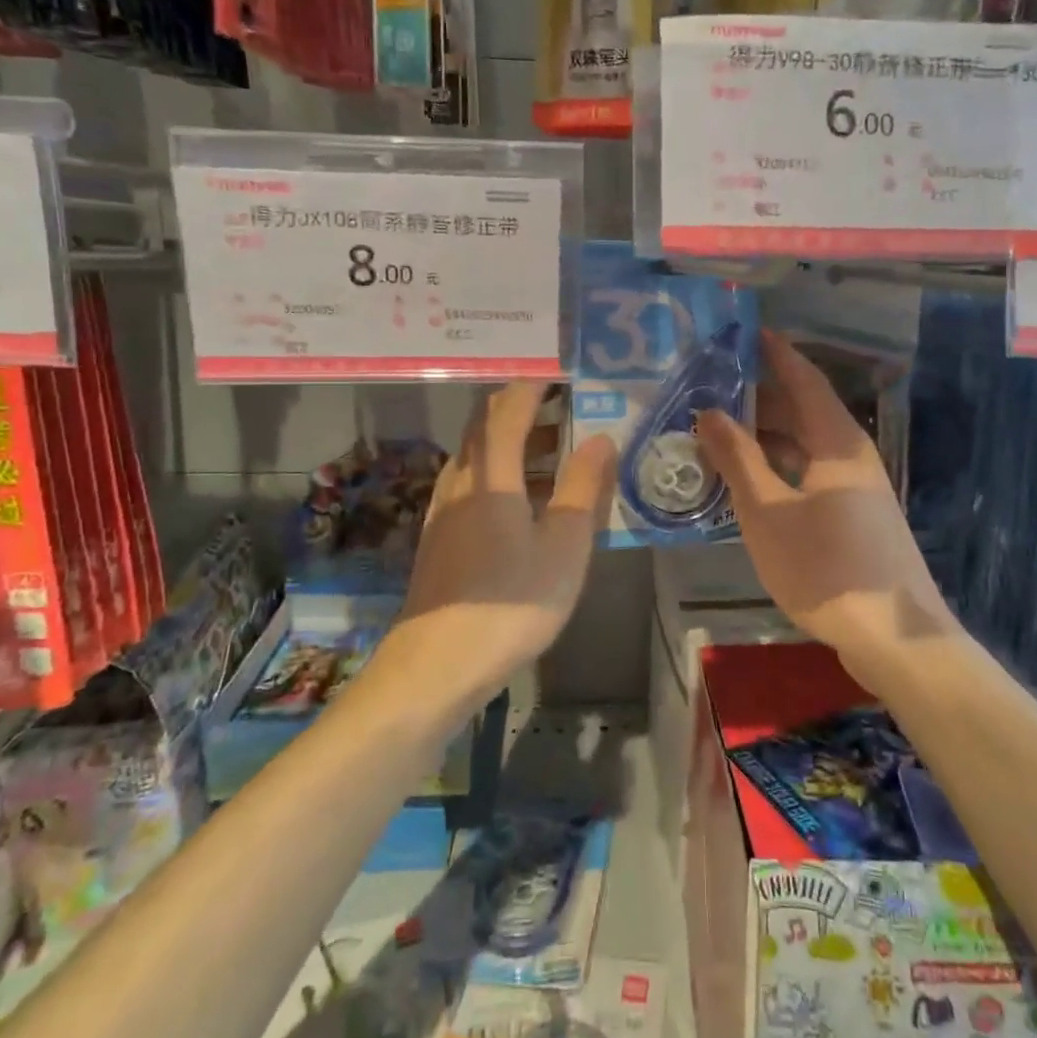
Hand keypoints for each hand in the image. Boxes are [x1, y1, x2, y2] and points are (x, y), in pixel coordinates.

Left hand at [380, 382, 616, 716]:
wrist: (435, 666)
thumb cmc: (510, 603)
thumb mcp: (564, 546)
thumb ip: (584, 488)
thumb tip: (600, 437)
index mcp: (490, 474)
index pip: (509, 408)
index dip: (534, 384)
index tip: (561, 371)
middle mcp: (460, 480)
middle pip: (485, 426)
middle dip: (522, 407)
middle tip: (564, 404)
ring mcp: (443, 509)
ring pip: (477, 455)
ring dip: (512, 440)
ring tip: (554, 447)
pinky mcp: (439, 536)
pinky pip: (471, 482)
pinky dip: (500, 470)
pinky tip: (522, 498)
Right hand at [696, 332, 960, 690]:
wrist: (894, 637)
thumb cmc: (825, 567)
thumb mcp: (767, 513)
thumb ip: (737, 459)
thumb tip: (709, 411)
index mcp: (836, 442)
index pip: (804, 380)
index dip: (776, 353)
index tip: (747, 333)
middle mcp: (851, 456)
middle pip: (804, 411)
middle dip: (761, 396)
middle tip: (714, 387)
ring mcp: (857, 489)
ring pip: (806, 445)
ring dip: (767, 435)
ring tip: (721, 431)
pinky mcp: (855, 516)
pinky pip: (810, 473)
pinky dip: (779, 466)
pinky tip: (751, 481)